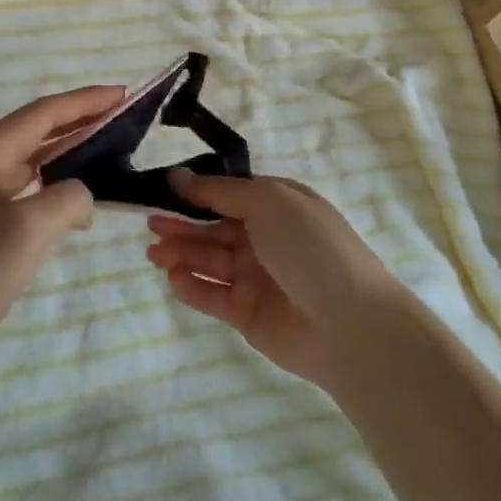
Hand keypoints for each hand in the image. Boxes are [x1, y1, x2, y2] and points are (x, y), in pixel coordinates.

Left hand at [0, 85, 124, 369]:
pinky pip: (27, 186)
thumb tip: (82, 197)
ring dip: (72, 151)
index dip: (87, 101)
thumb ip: (69, 197)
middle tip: (126, 119)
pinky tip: (78, 199)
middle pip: (39, 129)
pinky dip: (57, 184)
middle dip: (83, 120)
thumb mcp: (29, 229)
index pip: (45, 112)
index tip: (124, 94)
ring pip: (34, 158)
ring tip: (111, 151)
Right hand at [146, 172, 402, 387]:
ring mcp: (257, 278)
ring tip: (153, 252)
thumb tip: (178, 177)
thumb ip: (219, 191)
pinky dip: (192, 287)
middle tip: (150, 224)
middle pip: (214, 228)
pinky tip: (173, 278)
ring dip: (181, 254)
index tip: (161, 189)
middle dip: (182, 224)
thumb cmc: (310, 248)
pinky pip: (213, 296)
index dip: (195, 192)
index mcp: (277, 206)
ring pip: (210, 261)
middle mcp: (266, 239)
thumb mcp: (268, 201)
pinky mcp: (248, 315)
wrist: (350, 324)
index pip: (228, 194)